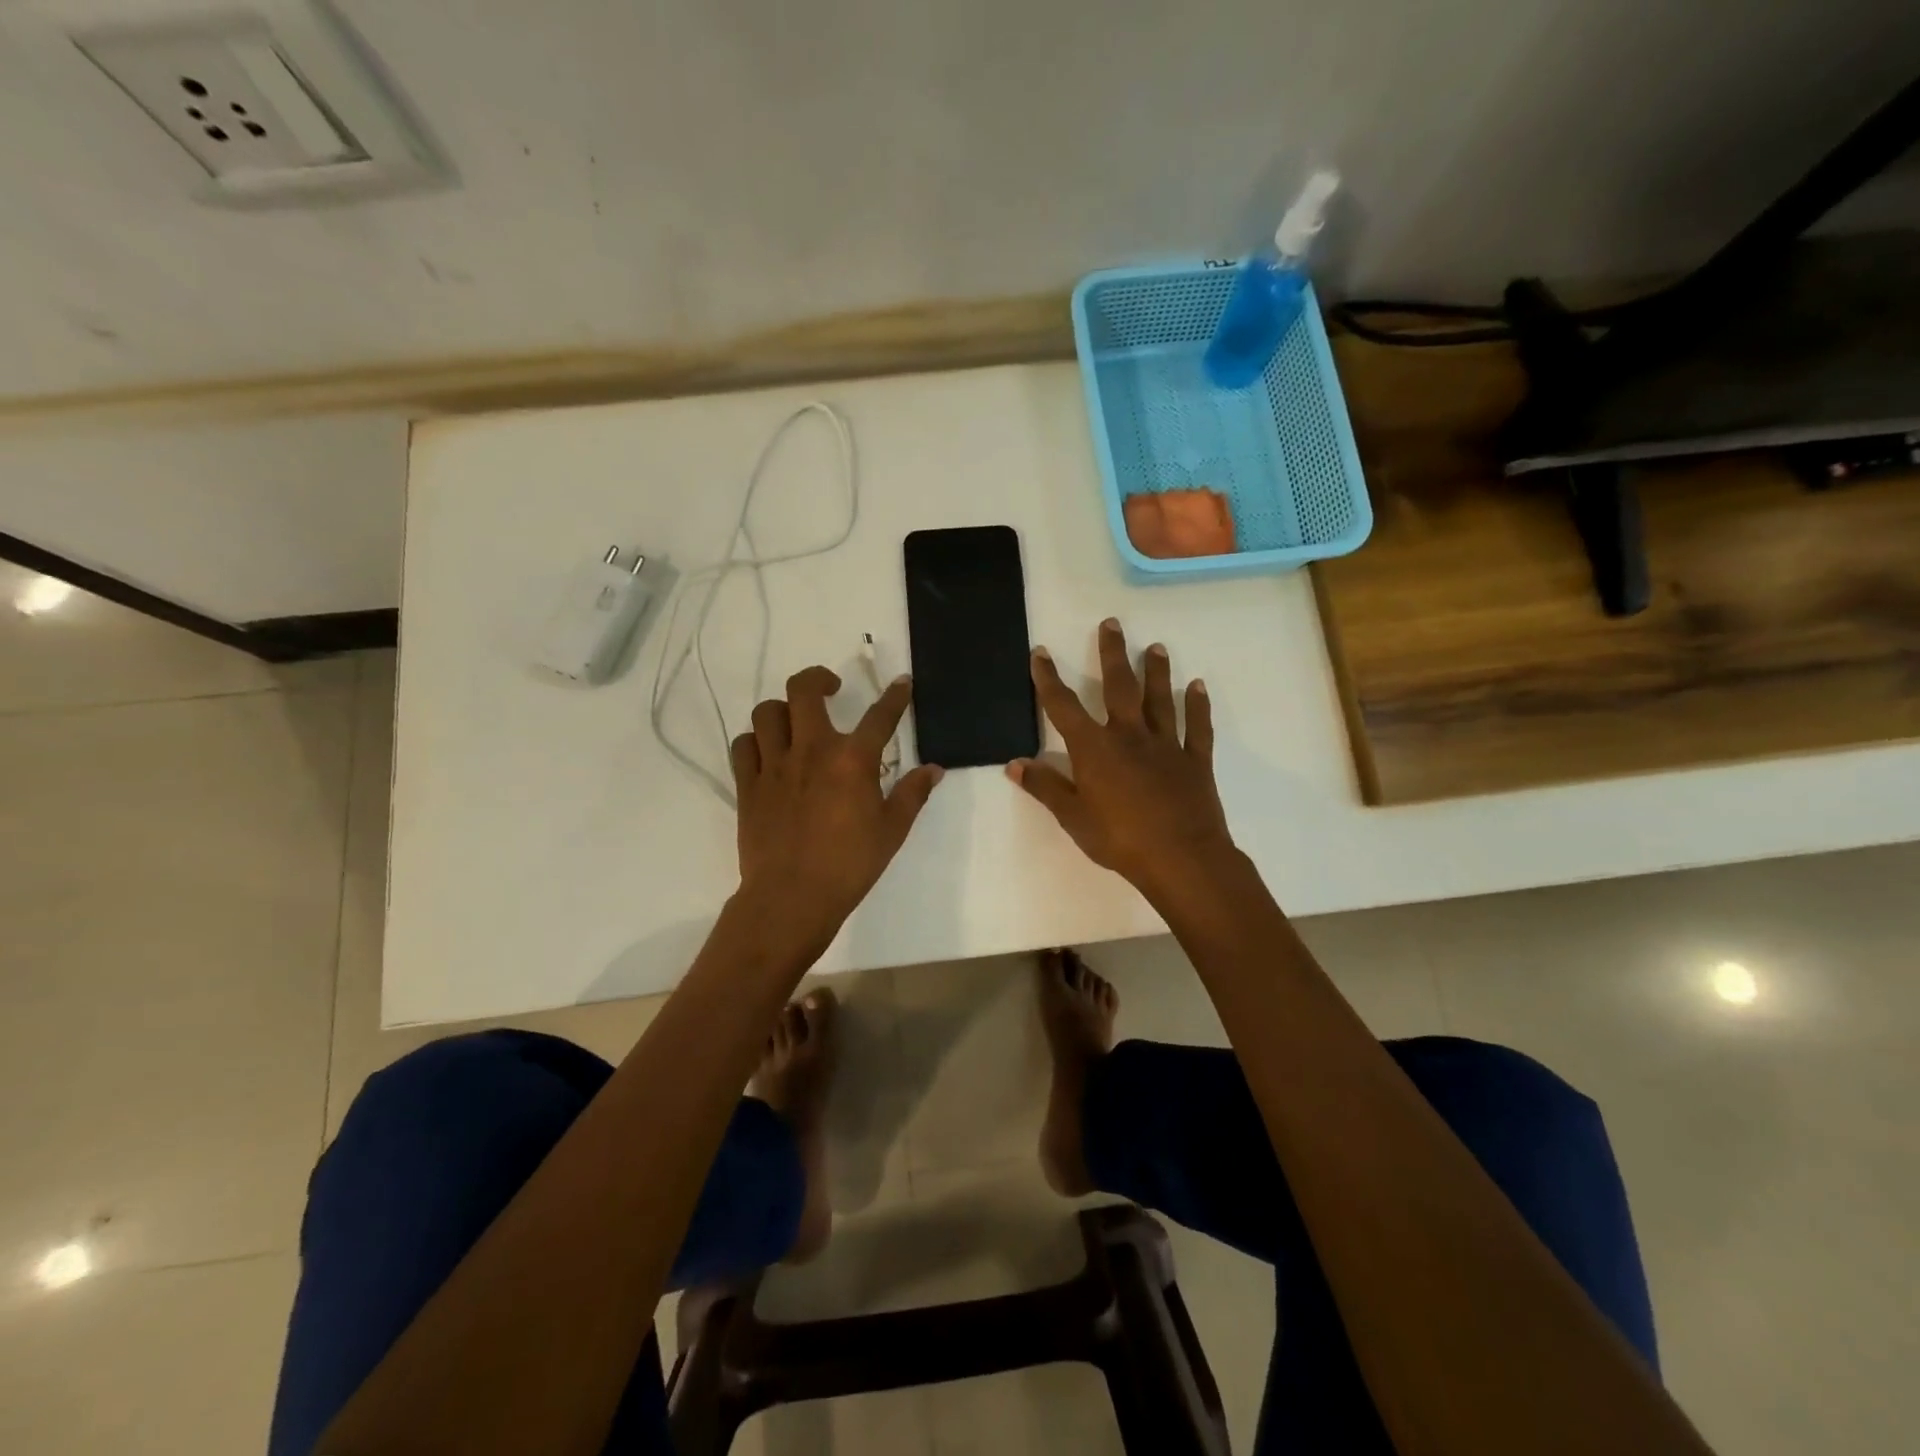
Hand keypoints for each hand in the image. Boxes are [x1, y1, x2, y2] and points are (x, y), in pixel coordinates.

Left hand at [731, 666, 943, 950]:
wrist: (792, 897)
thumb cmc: (850, 865)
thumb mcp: (892, 831)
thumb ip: (912, 794)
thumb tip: (933, 770)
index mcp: (852, 760)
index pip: (880, 716)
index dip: (895, 696)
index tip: (901, 683)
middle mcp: (811, 750)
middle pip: (804, 690)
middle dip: (818, 678)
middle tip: (831, 688)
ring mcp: (774, 765)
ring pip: (767, 712)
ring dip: (783, 710)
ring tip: (796, 723)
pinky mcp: (748, 785)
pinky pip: (744, 745)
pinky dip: (755, 741)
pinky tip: (768, 753)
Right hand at [1007, 619, 1234, 902]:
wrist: (1181, 858)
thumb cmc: (1119, 839)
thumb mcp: (1073, 817)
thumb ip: (1045, 787)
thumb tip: (1014, 764)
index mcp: (1095, 749)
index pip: (1064, 706)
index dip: (1049, 679)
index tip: (1042, 653)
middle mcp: (1129, 736)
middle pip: (1119, 686)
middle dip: (1112, 653)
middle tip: (1112, 623)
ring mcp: (1166, 745)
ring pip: (1160, 699)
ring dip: (1156, 671)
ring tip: (1155, 646)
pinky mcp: (1195, 760)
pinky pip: (1197, 727)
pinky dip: (1198, 706)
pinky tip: (1198, 686)